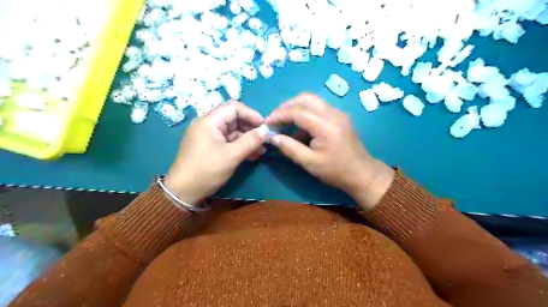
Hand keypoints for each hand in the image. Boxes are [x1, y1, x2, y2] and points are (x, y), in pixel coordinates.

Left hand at [165, 101, 266, 205]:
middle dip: (251, 129)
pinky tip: (252, 155)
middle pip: (234, 119)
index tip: (264, 126)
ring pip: (232, 132)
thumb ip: (250, 141)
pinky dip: (240, 146)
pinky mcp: (209, 147)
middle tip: (264, 141)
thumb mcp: (231, 156)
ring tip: (261, 151)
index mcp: (209, 121)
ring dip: (247, 139)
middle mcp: (207, 125)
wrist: (183, 192)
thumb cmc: (206, 171)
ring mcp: (208, 136)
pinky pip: (228, 141)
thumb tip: (266, 131)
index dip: (251, 114)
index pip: (234, 107)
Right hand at [264, 92, 394, 209]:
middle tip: (276, 119)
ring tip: (285, 123)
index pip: (297, 111)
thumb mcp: (309, 163)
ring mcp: (338, 113)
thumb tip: (273, 137)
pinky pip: (319, 108)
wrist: (363, 173)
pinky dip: (306, 113)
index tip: (267, 123)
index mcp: (325, 126)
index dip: (279, 115)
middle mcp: (333, 114)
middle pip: (305, 98)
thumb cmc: (336, 171)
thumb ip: (290, 148)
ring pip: (313, 100)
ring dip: (296, 108)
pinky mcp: (340, 117)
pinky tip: (300, 129)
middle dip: (287, 106)